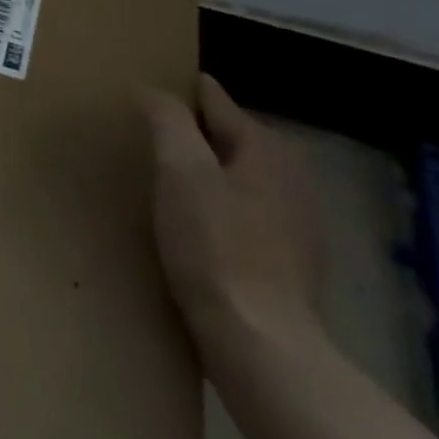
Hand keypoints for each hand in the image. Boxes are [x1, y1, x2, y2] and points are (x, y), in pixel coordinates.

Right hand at [145, 75, 323, 360]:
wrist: (261, 349)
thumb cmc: (216, 248)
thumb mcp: (181, 171)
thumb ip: (167, 119)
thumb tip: (152, 89)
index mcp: (268, 148)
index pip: (213, 100)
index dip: (176, 95)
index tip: (142, 99)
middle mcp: (291, 177)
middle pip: (225, 138)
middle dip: (188, 137)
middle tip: (144, 144)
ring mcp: (296, 223)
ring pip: (234, 177)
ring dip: (201, 176)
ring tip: (160, 184)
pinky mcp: (289, 262)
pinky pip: (242, 214)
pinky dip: (216, 211)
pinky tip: (190, 228)